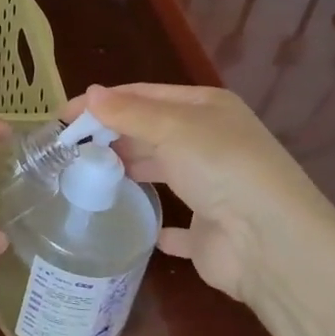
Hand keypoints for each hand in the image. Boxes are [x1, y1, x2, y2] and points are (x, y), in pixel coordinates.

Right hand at [62, 85, 323, 308]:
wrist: (270, 243)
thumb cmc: (220, 167)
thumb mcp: (172, 127)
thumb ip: (128, 112)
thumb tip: (90, 93)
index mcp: (207, 109)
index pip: (146, 95)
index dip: (104, 102)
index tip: (65, 116)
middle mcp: (211, 143)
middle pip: (152, 130)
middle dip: (114, 133)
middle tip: (72, 146)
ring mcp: (212, 188)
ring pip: (163, 170)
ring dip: (131, 169)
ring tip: (89, 174)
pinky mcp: (209, 231)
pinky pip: (177, 226)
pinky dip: (158, 225)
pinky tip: (136, 225)